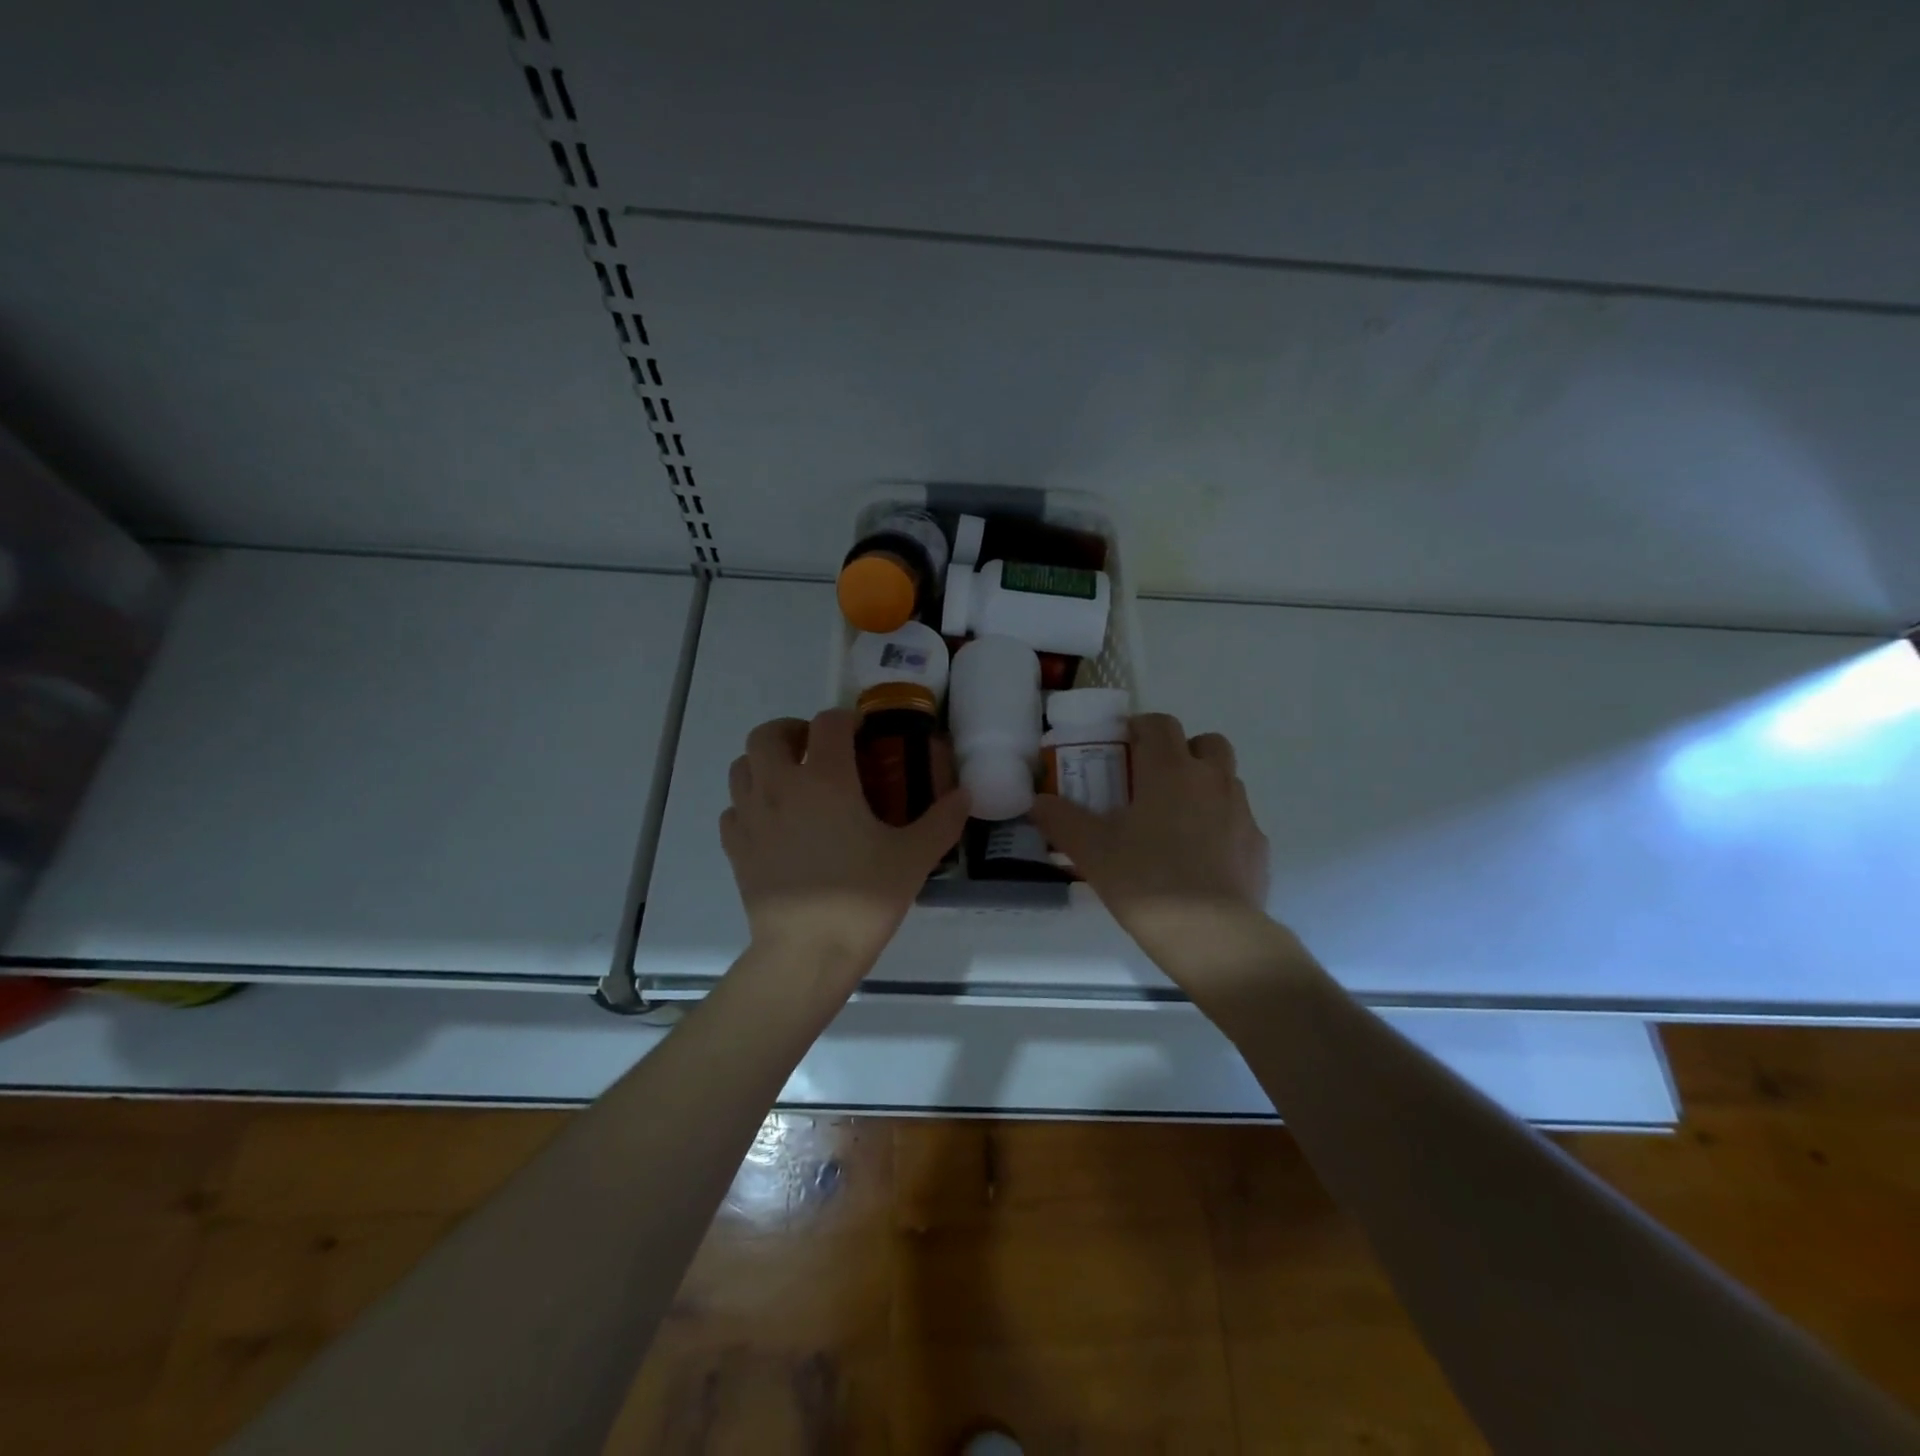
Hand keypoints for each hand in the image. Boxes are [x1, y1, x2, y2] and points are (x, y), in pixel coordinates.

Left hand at [721, 710, 969, 985]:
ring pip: (742, 766)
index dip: (846, 719)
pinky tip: (773, 823)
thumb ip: (942, 821)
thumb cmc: (862, 898)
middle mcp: (780, 786)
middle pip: (768, 733)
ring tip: (792, 782)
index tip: (862, 733)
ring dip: (765, 762)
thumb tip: (964, 795)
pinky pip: (734, 808)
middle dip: (793, 731)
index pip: (829, 722)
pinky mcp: (735, 847)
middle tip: (817, 751)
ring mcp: (751, 816)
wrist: (807, 953)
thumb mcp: (914, 858)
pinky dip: (750, 803)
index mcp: (826, 779)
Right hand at [1030, 714, 1275, 990]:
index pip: (1160, 724)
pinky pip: (1238, 821)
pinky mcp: (1258, 846)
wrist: (1213, 936)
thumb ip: (1061, 820)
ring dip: (1203, 787)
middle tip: (1154, 781)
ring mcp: (1242, 812)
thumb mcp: (1091, 851)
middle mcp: (1212, 780)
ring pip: (1225, 780)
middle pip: (1205, 743)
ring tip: (1174, 822)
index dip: (1141, 727)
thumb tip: (1038, 802)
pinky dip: (1220, 826)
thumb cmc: (1146, 881)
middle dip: (1182, 751)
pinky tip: (1200, 859)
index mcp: (1171, 770)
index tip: (1123, 745)